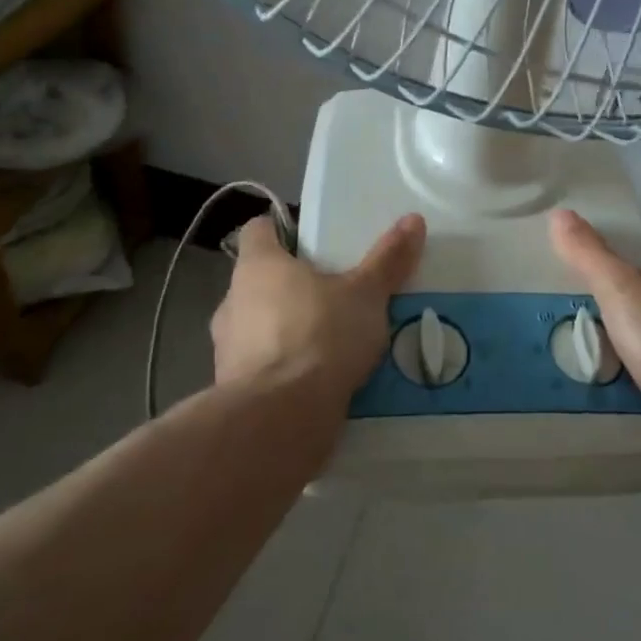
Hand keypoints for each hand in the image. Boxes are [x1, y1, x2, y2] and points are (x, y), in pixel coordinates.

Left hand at [211, 213, 426, 419]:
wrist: (279, 421)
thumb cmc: (319, 337)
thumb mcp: (366, 294)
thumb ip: (388, 259)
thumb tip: (413, 219)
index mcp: (258, 266)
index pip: (258, 230)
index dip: (283, 230)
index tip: (313, 241)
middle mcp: (233, 301)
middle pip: (261, 280)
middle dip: (294, 285)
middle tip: (335, 292)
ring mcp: (227, 349)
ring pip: (260, 325)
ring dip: (288, 329)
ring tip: (333, 340)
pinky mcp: (232, 390)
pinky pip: (263, 367)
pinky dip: (285, 368)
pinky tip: (319, 379)